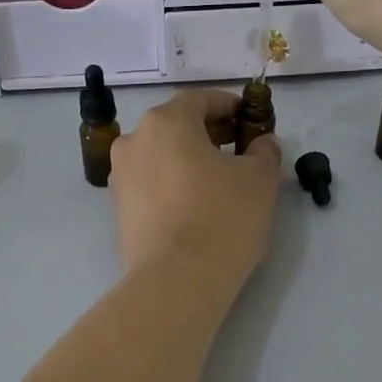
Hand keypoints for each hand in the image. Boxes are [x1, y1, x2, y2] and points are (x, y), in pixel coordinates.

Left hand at [110, 89, 280, 286]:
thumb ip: (263, 151)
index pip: (201, 100)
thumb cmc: (222, 218)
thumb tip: (262, 143)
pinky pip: (151, 184)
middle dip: (209, 133)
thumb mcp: (259, 179)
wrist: (176, 281)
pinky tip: (195, 205)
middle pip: (177, 126)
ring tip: (219, 182)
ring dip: (188, 159)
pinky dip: (172, 184)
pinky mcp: (117, 210)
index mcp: (166, 122)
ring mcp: (120, 177)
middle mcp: (134, 141)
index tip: (250, 119)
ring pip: (161, 156)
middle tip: (239, 150)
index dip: (230, 106)